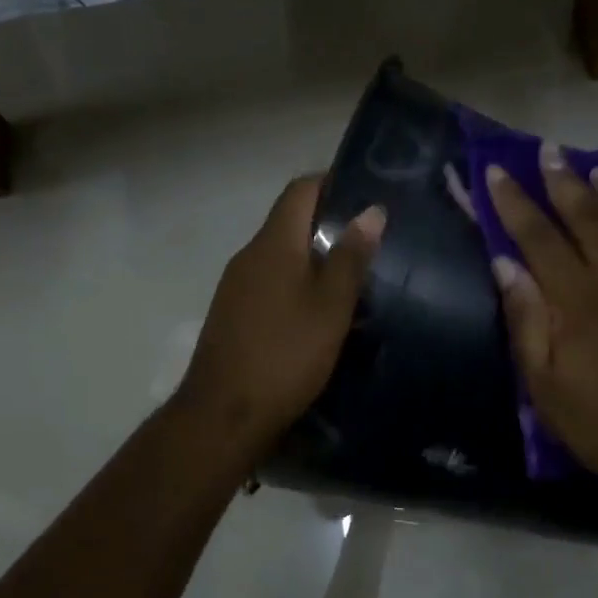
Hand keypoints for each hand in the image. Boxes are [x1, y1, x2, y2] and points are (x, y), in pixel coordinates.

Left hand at [177, 175, 384, 457]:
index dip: (333, 183)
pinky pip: (270, 284)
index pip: (300, 190)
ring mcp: (236, 287)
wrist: (225, 414)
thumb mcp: (331, 306)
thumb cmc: (286, 354)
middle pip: (290, 222)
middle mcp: (249, 256)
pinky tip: (321, 314)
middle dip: (330, 225)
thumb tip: (372, 210)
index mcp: (272, 243)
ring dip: (315, 260)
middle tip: (372, 243)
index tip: (367, 195)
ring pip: (281, 257)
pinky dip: (297, 286)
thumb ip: (351, 257)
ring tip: (355, 280)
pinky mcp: (233, 315)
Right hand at [486, 143, 597, 498]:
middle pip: (588, 216)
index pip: (538, 236)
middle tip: (548, 150)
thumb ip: (525, 318)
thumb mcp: (543, 382)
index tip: (496, 172)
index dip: (514, 202)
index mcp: (579, 298)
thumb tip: (505, 264)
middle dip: (562, 181)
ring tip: (594, 169)